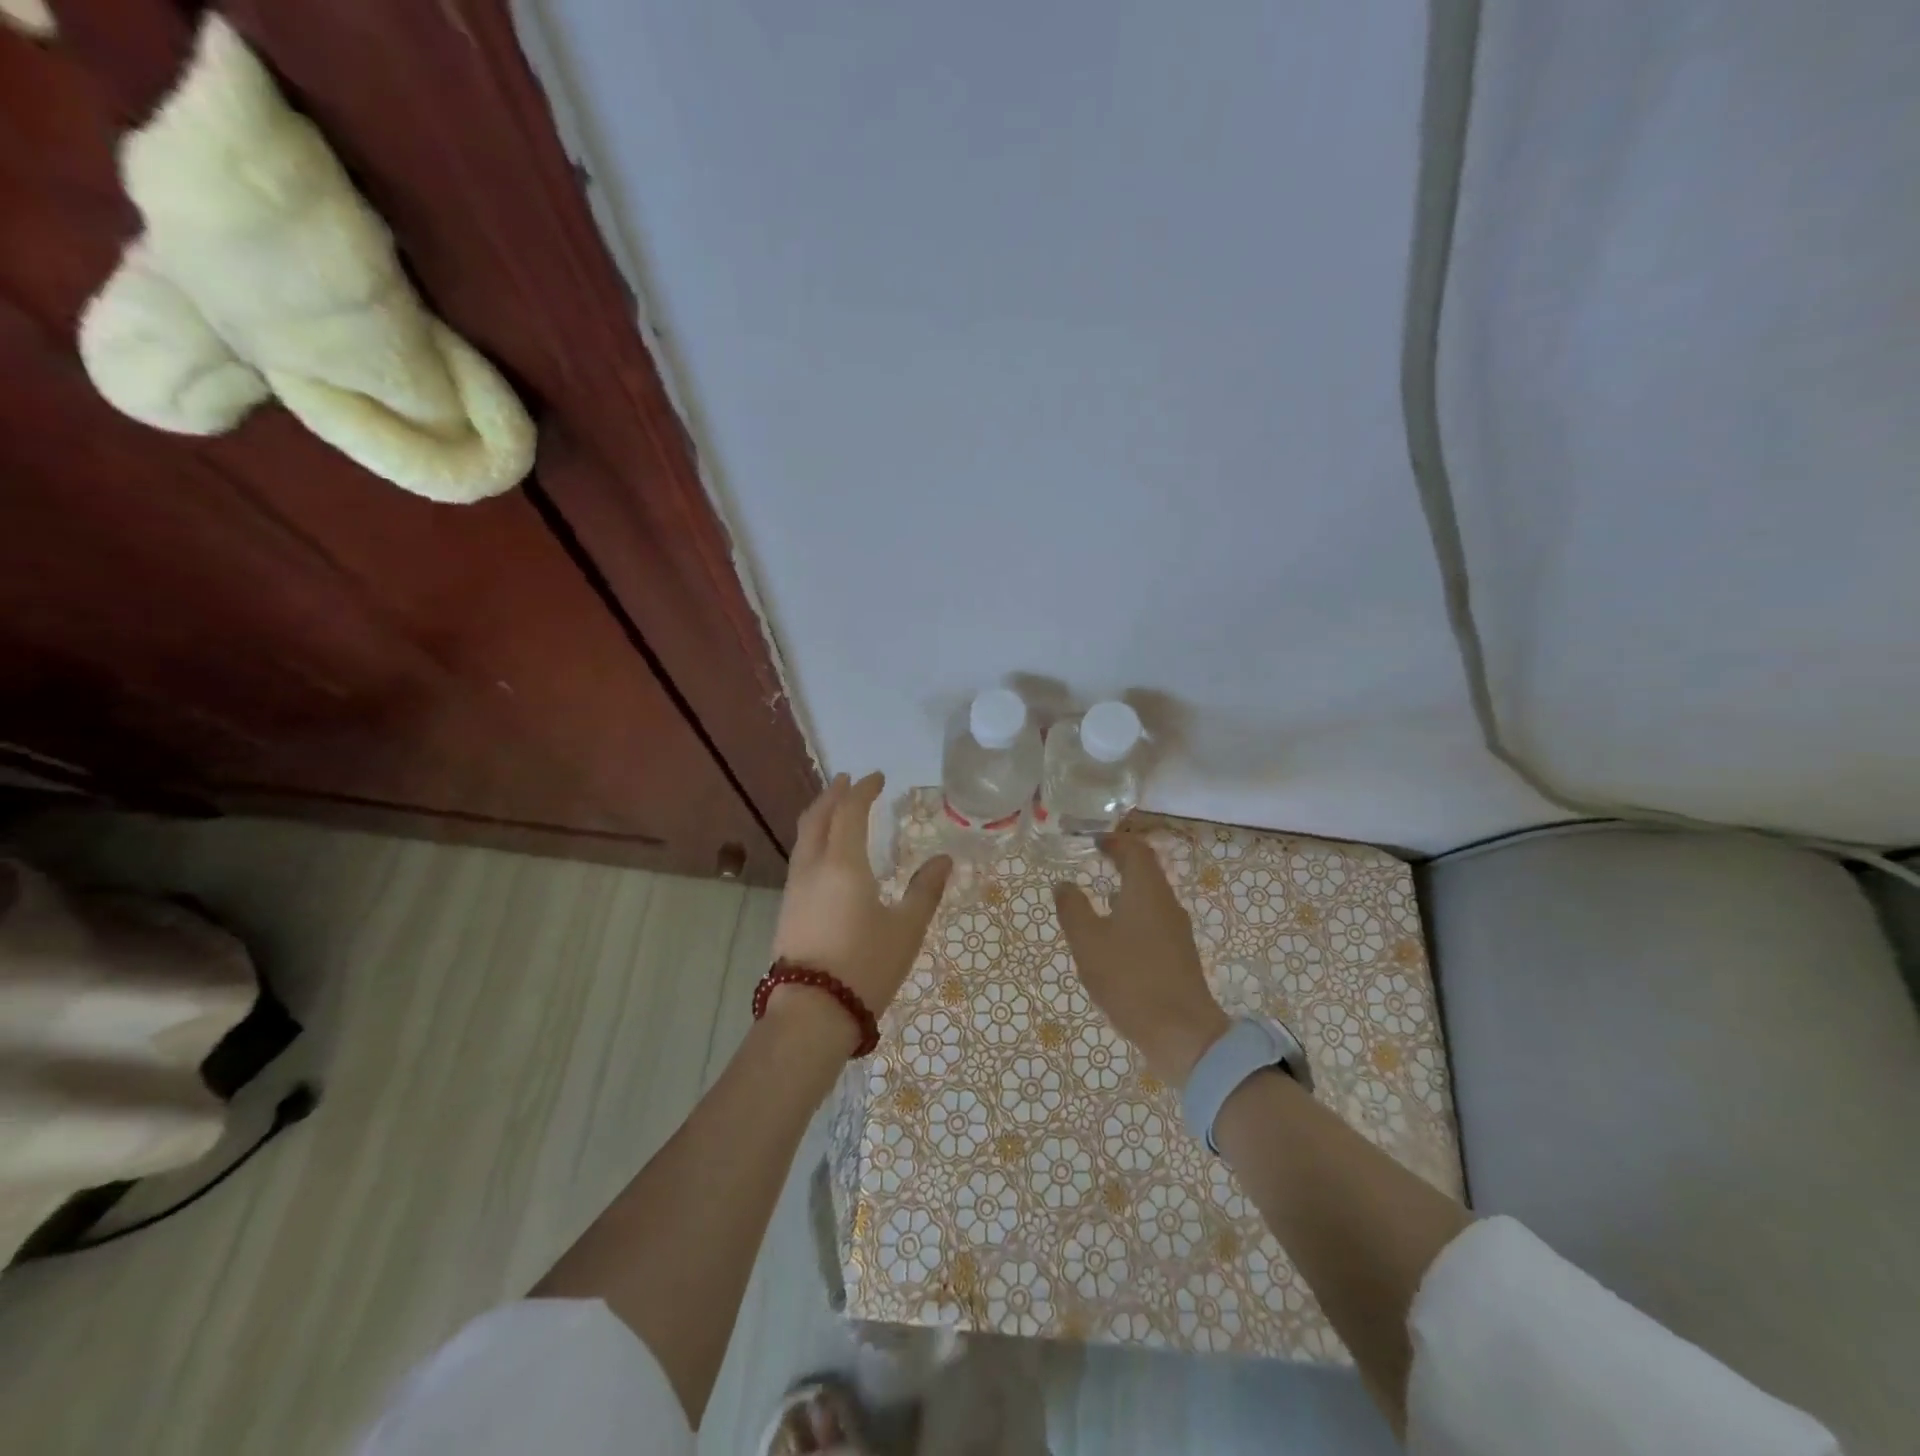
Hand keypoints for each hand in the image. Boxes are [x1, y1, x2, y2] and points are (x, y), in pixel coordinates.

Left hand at [770, 773, 951, 1039]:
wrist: (811, 1013)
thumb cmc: (865, 966)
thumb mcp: (906, 929)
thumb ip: (925, 890)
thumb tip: (944, 860)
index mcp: (843, 863)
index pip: (850, 811)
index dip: (863, 790)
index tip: (876, 777)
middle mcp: (813, 866)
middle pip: (817, 816)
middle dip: (833, 794)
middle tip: (848, 781)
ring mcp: (795, 888)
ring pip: (804, 837)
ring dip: (820, 815)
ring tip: (835, 809)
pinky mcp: (787, 909)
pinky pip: (800, 857)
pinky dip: (813, 839)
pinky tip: (825, 853)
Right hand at [1053, 833, 1228, 1086]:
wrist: (1182, 1033)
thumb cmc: (1131, 979)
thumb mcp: (1089, 942)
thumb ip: (1073, 909)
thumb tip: (1063, 884)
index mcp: (1147, 891)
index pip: (1136, 850)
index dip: (1115, 841)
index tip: (1094, 840)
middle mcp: (1167, 904)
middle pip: (1147, 872)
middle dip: (1121, 863)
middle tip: (1094, 862)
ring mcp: (1177, 931)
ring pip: (1151, 898)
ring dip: (1127, 890)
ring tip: (1100, 897)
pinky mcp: (1179, 956)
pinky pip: (1154, 921)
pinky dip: (1134, 915)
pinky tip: (1116, 938)